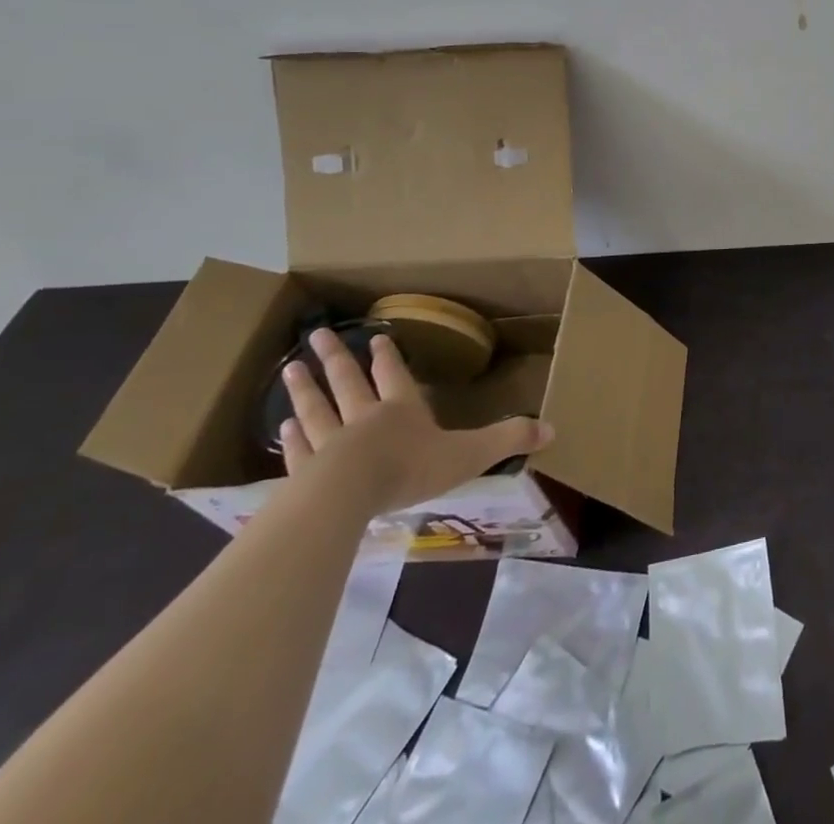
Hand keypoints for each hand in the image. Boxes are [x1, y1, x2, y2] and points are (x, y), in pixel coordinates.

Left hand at [280, 327, 553, 512]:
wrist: (347, 496)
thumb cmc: (410, 468)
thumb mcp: (470, 453)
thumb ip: (507, 439)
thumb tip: (552, 429)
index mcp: (402, 409)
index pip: (394, 375)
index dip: (387, 357)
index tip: (376, 338)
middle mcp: (364, 418)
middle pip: (347, 382)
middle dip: (336, 358)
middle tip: (316, 336)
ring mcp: (330, 444)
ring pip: (316, 410)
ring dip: (304, 389)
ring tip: (290, 369)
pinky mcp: (306, 473)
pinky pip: (299, 450)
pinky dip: (292, 438)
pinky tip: (280, 429)